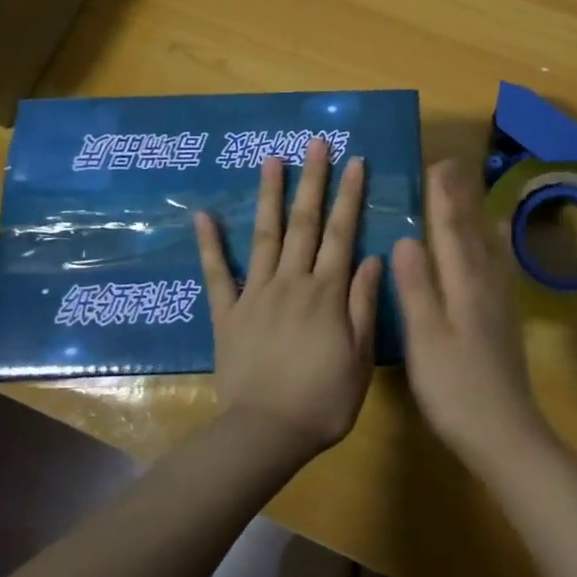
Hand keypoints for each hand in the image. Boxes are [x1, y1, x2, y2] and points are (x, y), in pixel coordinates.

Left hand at [194, 139, 383, 458]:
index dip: (349, 195)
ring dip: (270, 196)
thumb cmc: (323, 400)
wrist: (266, 433)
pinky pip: (217, 274)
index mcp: (326, 292)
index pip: (341, 233)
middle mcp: (291, 282)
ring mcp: (255, 294)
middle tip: (316, 143)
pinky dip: (210, 244)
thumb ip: (363, 303)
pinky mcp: (227, 313)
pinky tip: (204, 215)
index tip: (355, 161)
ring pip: (265, 236)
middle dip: (312, 180)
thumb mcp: (360, 357)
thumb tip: (373, 256)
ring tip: (272, 159)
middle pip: (304, 223)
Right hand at [392, 158, 549, 468]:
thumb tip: (405, 238)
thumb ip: (416, 287)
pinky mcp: (506, 318)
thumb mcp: (425, 338)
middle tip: (455, 165)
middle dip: (462, 197)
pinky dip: (499, 245)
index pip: (451, 230)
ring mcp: (500, 301)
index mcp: (463, 284)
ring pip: (490, 246)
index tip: (437, 164)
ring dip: (480, 215)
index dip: (443, 197)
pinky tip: (499, 245)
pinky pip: (502, 266)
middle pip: (473, 231)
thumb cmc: (455, 387)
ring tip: (479, 191)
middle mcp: (486, 283)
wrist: (504, 433)